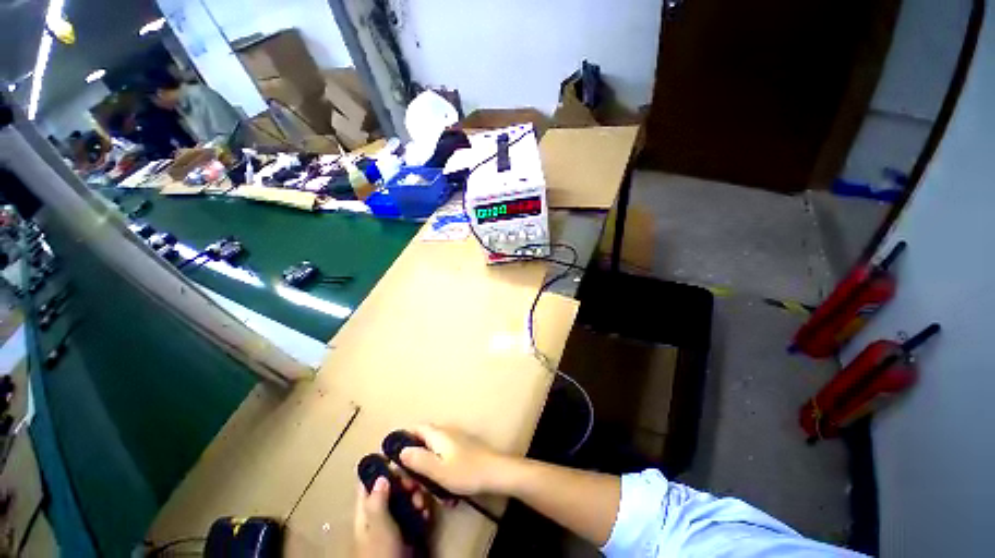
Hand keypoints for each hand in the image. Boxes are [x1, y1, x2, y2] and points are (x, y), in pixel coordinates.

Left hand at [353, 475, 431, 557]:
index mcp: (366, 509)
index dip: (382, 468)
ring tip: (422, 504)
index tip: (400, 460)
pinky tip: (426, 514)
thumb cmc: (381, 554)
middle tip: (416, 487)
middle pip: (392, 486)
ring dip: (417, 495)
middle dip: (406, 482)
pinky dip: (422, 508)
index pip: (369, 482)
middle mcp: (379, 511)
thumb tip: (381, 475)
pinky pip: (415, 510)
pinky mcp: (407, 528)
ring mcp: (394, 520)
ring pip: (406, 496)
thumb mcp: (378, 528)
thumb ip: (378, 502)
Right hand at [399, 425, 509, 496]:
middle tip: (412, 479)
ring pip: (435, 452)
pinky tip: (445, 488)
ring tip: (429, 488)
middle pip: (424, 441)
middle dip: (416, 458)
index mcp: (438, 434)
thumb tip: (402, 451)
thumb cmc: (465, 471)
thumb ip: (418, 460)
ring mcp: (456, 440)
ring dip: (429, 468)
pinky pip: (445, 458)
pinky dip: (441, 470)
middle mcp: (446, 433)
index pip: (416, 428)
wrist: (495, 472)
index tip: (396, 456)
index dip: (404, 438)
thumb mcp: (438, 470)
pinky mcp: (463, 450)